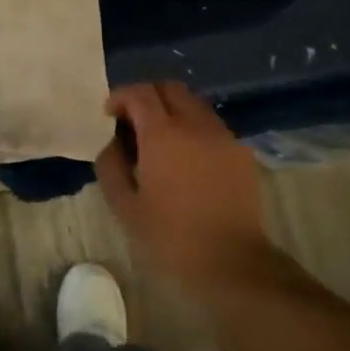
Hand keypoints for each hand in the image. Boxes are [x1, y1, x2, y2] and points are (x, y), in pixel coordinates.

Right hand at [96, 82, 269, 284]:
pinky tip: (186, 158)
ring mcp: (222, 136)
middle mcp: (195, 124)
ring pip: (194, 103)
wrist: (231, 261)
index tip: (109, 115)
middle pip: (169, 88)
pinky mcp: (240, 152)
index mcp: (163, 134)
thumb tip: (112, 143)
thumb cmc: (170, 236)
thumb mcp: (124, 206)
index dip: (120, 97)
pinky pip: (211, 125)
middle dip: (147, 96)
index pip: (140, 93)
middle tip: (132, 122)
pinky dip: (193, 127)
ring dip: (172, 110)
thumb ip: (110, 165)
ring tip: (160, 140)